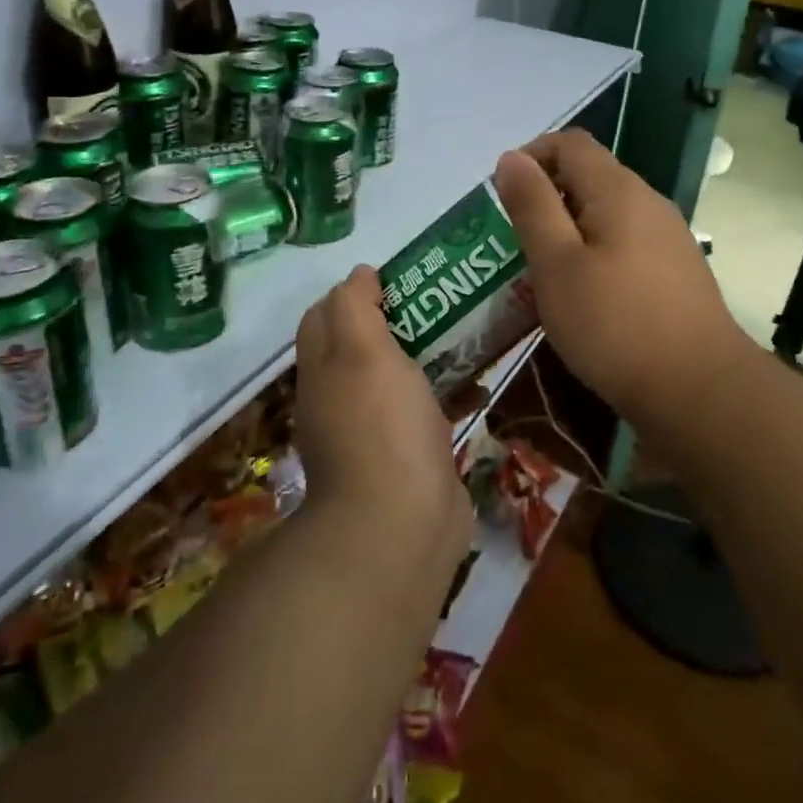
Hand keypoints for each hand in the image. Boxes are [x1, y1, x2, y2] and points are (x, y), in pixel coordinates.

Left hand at [292, 267, 472, 561]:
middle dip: (399, 319)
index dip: (356, 291)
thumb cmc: (381, 426)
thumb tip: (358, 275)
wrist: (400, 527)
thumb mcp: (361, 350)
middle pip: (363, 343)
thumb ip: (354, 306)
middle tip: (442, 301)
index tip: (400, 279)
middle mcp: (339, 397)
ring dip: (428, 354)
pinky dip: (448, 394)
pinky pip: (425, 412)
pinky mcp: (406, 457)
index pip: (325, 313)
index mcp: (322, 369)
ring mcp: (372, 431)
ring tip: (468, 332)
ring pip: (397, 377)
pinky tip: (480, 386)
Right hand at [493, 130, 751, 420]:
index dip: (531, 156)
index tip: (502, 196)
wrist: (700, 392)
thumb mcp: (556, 264)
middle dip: (547, 197)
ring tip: (542, 272)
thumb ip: (532, 206)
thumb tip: (511, 157)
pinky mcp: (676, 272)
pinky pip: (624, 244)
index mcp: (619, 191)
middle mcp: (649, 203)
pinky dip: (594, 254)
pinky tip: (583, 296)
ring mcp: (668, 238)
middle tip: (515, 241)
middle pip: (590, 176)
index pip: (570, 144)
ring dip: (568, 230)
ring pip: (607, 214)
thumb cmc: (615, 325)